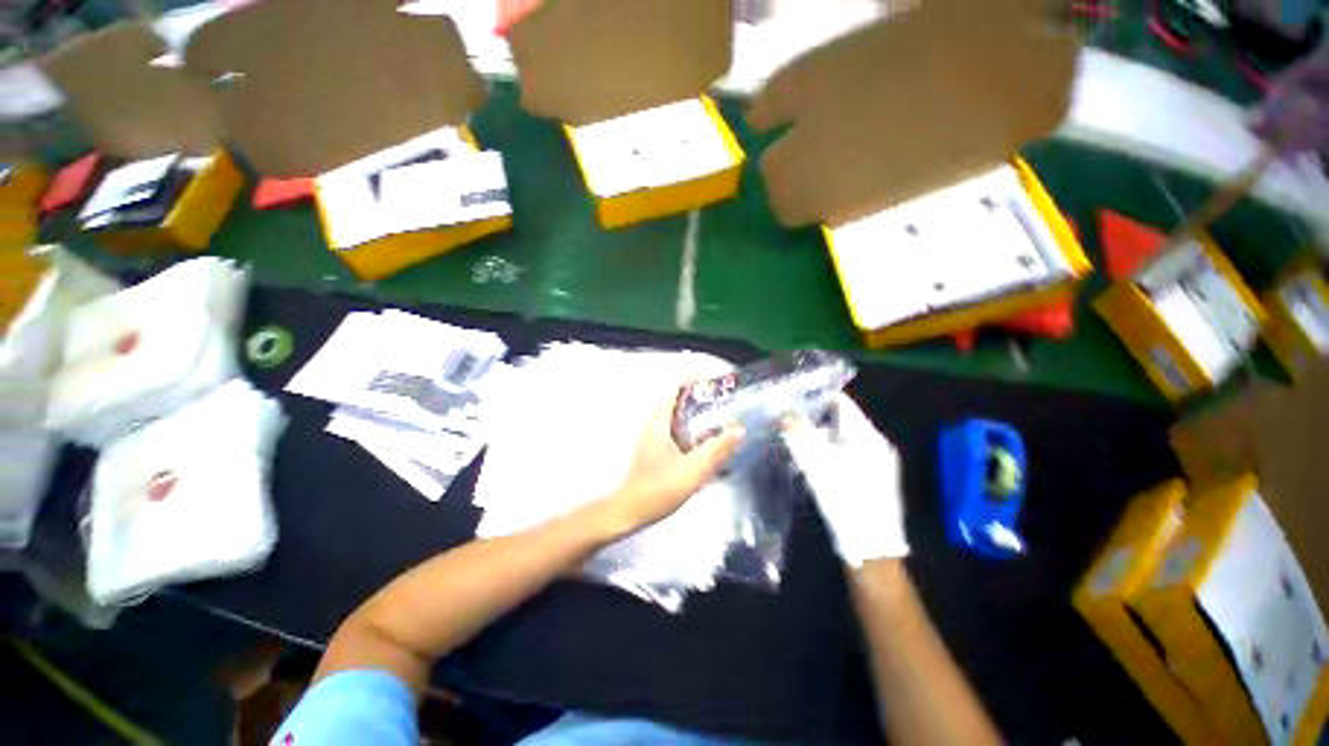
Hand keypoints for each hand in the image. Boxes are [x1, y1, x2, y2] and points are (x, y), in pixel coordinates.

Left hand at [595, 386, 743, 538]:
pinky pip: (675, 429)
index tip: (715, 383)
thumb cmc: (658, 489)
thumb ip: (716, 449)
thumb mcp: (693, 470)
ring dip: (697, 414)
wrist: (629, 511)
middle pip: (677, 400)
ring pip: (677, 416)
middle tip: (724, 402)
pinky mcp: (654, 449)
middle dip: (701, 397)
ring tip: (720, 420)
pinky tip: (705, 444)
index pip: (674, 388)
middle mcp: (654, 424)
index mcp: (659, 422)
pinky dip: (691, 429)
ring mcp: (653, 436)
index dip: (694, 380)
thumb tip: (739, 430)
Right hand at [782, 394, 907, 565]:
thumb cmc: (845, 499)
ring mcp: (878, 462)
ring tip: (795, 435)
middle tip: (789, 415)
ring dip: (821, 434)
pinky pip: (849, 453)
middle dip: (815, 416)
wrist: (872, 549)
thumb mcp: (817, 464)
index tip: (794, 394)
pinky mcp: (873, 478)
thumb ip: (799, 434)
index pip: (843, 403)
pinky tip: (813, 458)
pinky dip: (830, 449)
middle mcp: (876, 443)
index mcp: (867, 435)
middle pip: (843, 420)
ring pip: (844, 437)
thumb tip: (783, 411)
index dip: (818, 395)